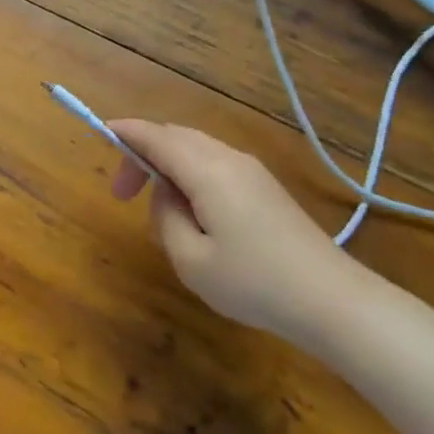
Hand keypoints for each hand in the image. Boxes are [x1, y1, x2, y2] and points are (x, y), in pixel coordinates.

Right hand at [108, 120, 363, 335]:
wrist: (333, 301)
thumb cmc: (254, 282)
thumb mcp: (191, 259)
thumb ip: (166, 217)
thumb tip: (166, 194)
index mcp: (208, 171)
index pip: (156, 137)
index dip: (126, 132)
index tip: (100, 134)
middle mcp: (230, 159)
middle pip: (176, 136)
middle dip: (143, 153)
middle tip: (123, 193)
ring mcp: (252, 171)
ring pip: (196, 148)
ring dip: (167, 164)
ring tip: (156, 206)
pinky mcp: (265, 188)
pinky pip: (215, 164)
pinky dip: (189, 172)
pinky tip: (191, 210)